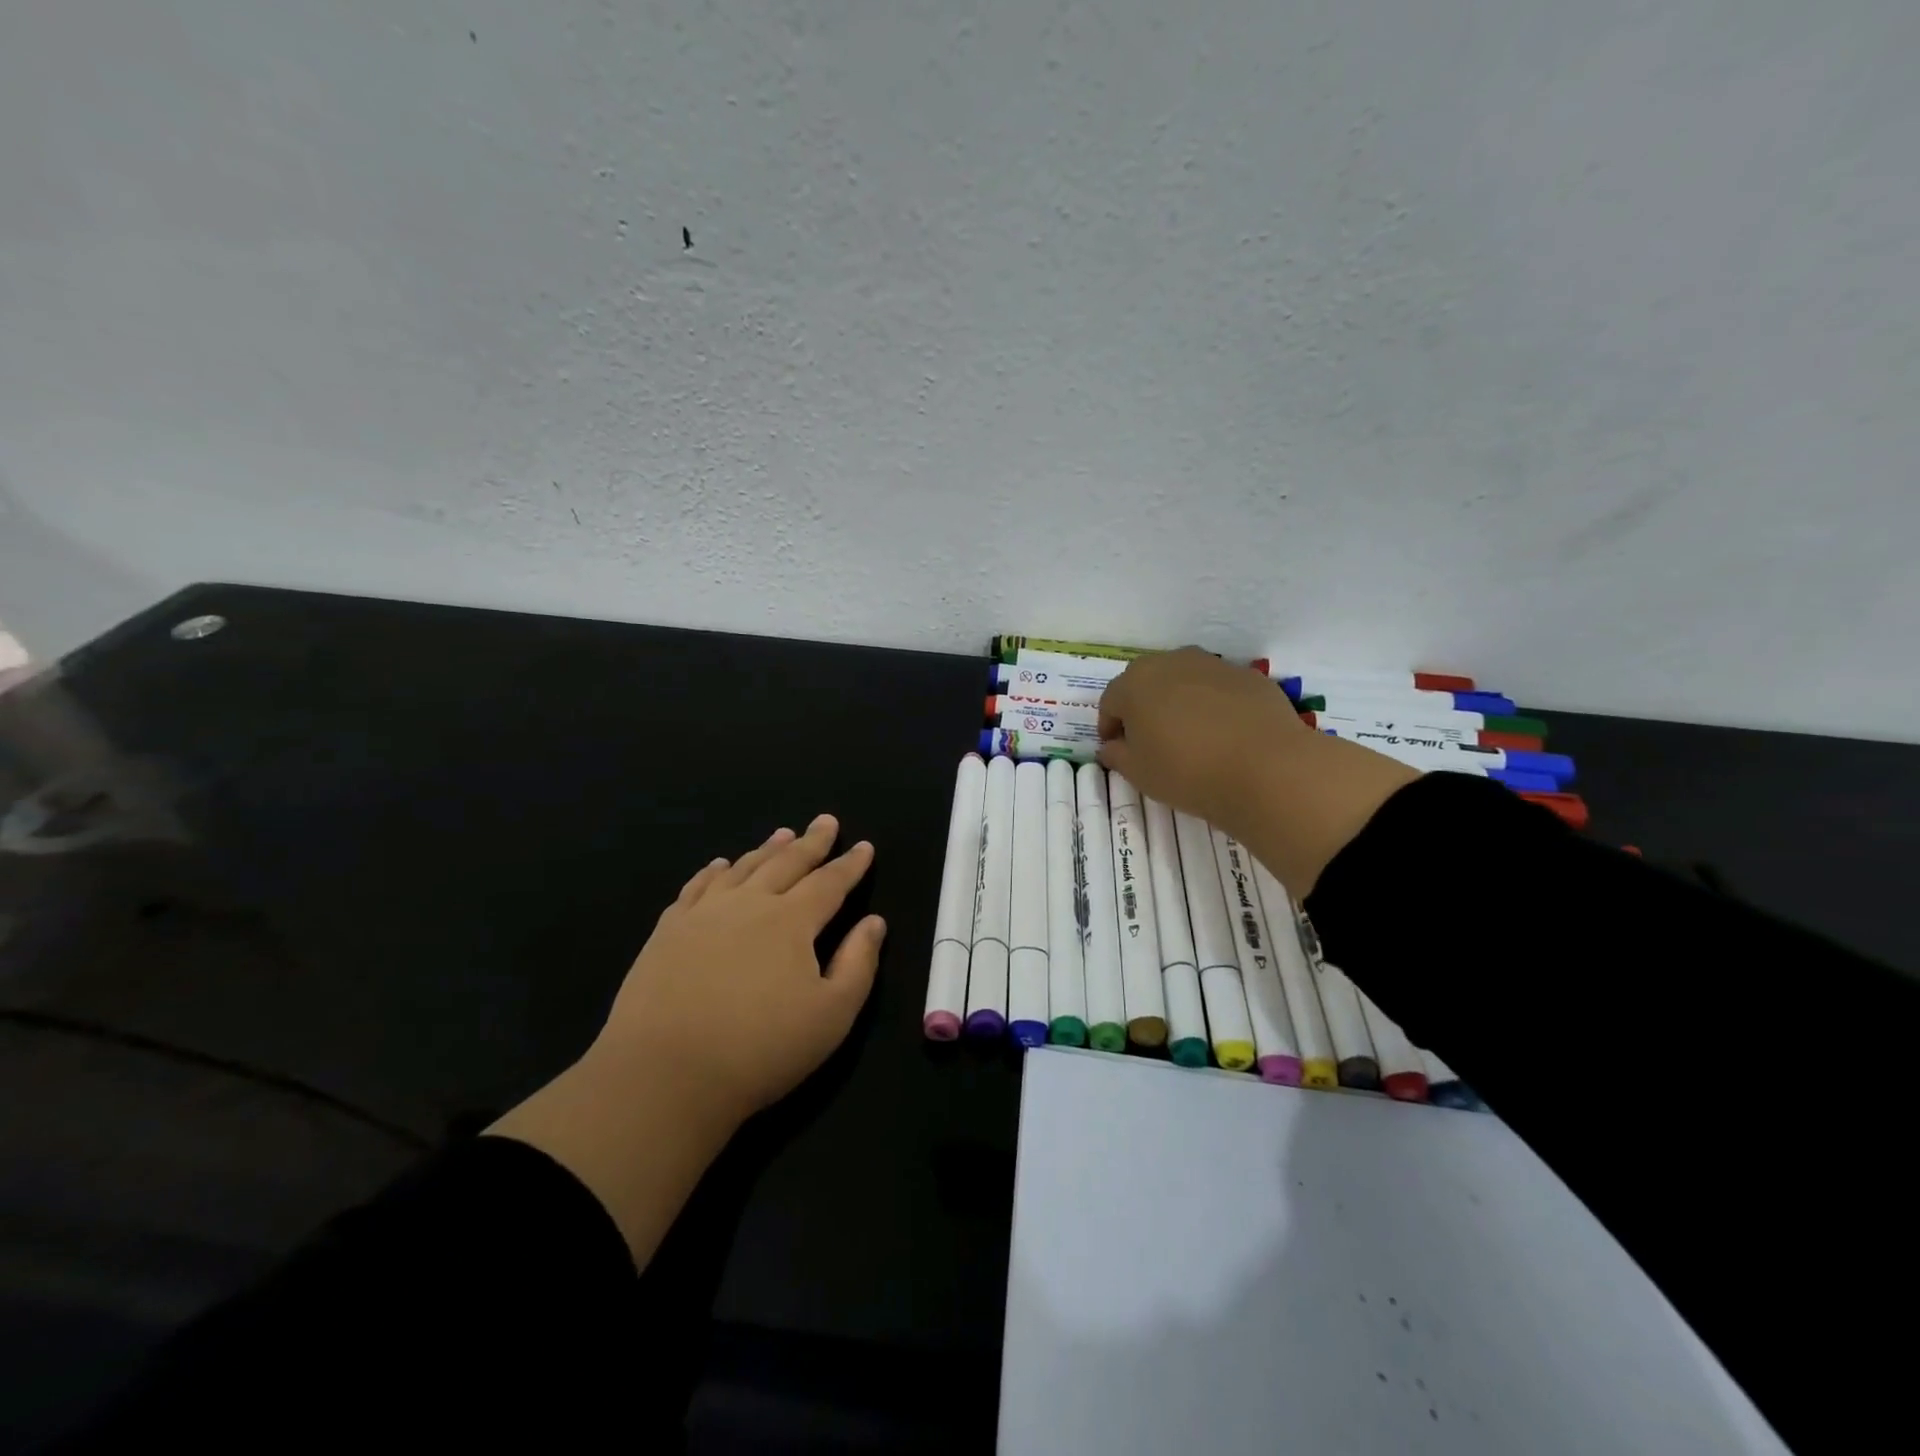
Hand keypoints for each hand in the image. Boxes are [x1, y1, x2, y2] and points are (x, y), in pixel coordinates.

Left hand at [597, 814, 884, 1125]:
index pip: (829, 882)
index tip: (864, 846)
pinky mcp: (668, 932)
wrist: (664, 1075)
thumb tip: (874, 922)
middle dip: (812, 842)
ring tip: (783, 833)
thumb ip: (858, 964)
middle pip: (787, 863)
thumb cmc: (760, 1049)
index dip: (850, 865)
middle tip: (825, 821)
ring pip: (742, 869)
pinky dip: (713, 871)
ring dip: (767, 849)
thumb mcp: (831, 1016)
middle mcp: (749, 904)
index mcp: (792, 921)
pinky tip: (719, 866)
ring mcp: (704, 914)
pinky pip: (696, 887)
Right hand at [1098, 647, 1417, 892]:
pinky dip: (1213, 705)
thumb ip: (1117, 755)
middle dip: (1142, 708)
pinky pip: (1219, 689)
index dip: (1109, 727)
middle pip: (1146, 682)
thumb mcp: (1138, 773)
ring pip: (1184, 680)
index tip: (1116, 750)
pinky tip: (1223, 735)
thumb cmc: (1186, 770)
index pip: (1110, 702)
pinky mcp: (1249, 676)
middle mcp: (1171, 663)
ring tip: (1188, 736)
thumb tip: (1111, 746)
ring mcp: (1213, 665)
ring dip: (1178, 702)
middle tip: (1149, 741)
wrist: (1266, 768)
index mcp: (1135, 683)